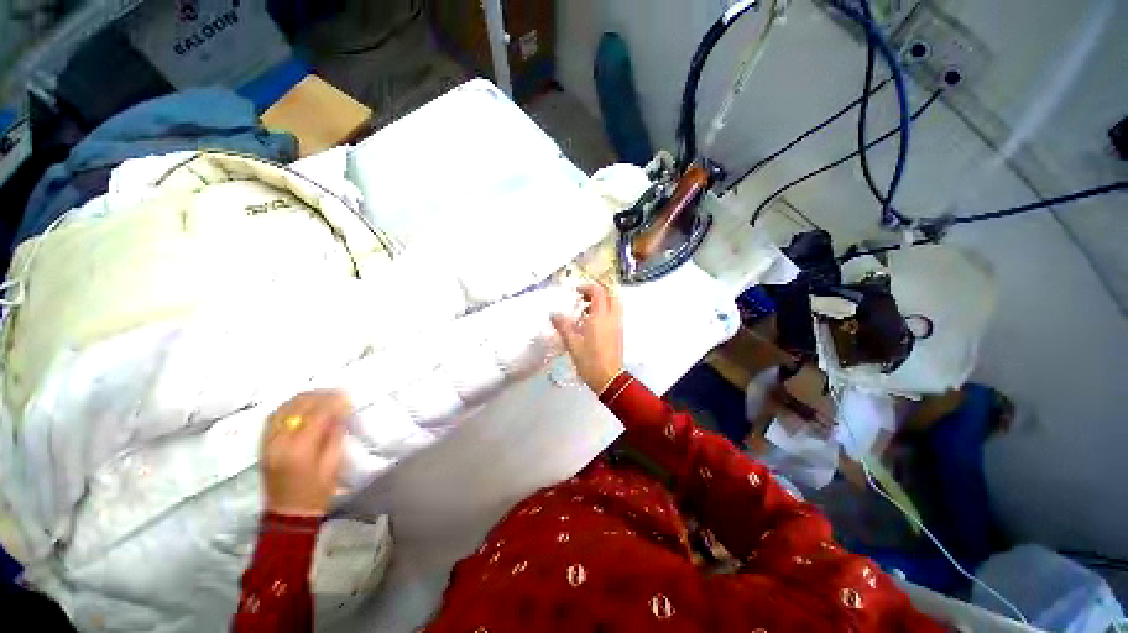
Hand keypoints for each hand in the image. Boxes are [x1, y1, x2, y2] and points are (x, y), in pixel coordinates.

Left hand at [260, 390, 350, 517]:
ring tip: (322, 395)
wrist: (288, 513)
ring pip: (284, 407)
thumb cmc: (317, 491)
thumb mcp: (334, 463)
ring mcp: (268, 442)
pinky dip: (289, 406)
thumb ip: (335, 434)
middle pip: (298, 406)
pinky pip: (274, 416)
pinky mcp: (263, 444)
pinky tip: (302, 404)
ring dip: (304, 397)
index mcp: (300, 449)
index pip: (317, 414)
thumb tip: (341, 410)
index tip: (347, 395)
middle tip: (337, 393)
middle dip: (320, 395)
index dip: (333, 401)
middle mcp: (280, 441)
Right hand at [551, 283, 624, 393]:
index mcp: (600, 317)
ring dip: (603, 301)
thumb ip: (563, 326)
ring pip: (615, 304)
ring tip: (586, 310)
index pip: (598, 292)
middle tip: (584, 298)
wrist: (609, 378)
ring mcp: (617, 325)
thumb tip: (553, 314)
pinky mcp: (619, 333)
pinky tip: (592, 322)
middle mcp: (612, 317)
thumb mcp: (572, 343)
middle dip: (598, 292)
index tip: (576, 292)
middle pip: (611, 294)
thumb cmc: (589, 360)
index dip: (587, 287)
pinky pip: (615, 314)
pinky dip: (606, 311)